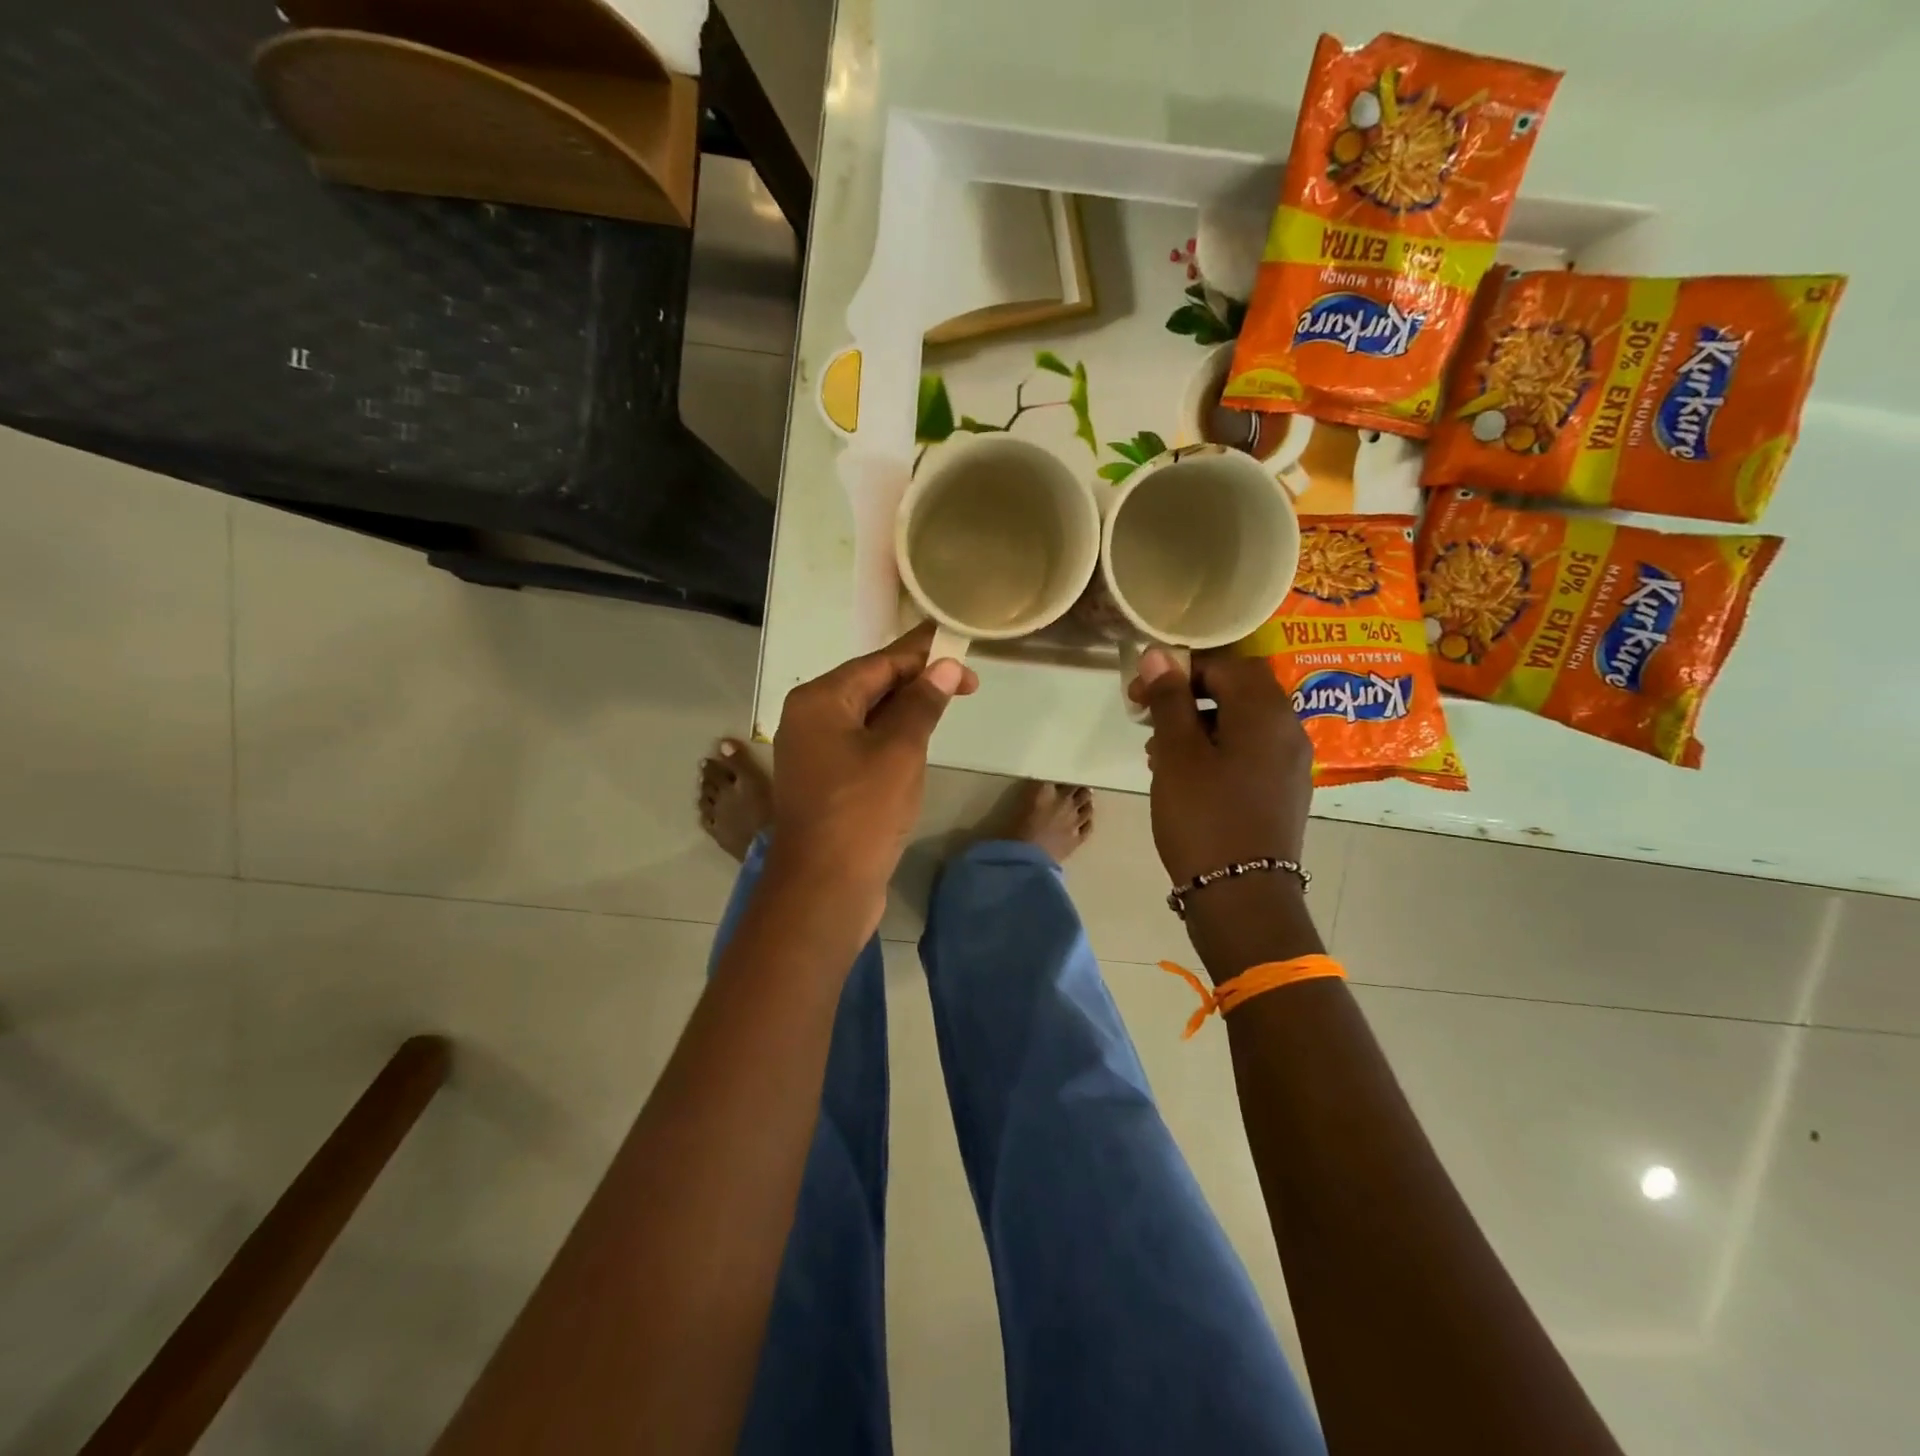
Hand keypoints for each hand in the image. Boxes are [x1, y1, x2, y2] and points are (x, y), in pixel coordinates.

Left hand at [769, 623, 978, 916]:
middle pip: (870, 685)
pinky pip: (862, 744)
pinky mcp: (824, 781)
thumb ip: (921, 704)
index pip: (880, 662)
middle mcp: (810, 718)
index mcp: (820, 700)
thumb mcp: (900, 751)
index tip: (963, 649)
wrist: (823, 889)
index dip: (924, 654)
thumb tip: (944, 666)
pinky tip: (917, 742)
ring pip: (867, 717)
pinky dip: (891, 738)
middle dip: (917, 681)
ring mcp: (813, 751)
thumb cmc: (862, 812)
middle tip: (966, 685)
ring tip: (947, 706)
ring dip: (906, 710)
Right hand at [1129, 647, 1313, 886]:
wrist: (1242, 895)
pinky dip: (1217, 750)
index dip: (1179, 669)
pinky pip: (1249, 752)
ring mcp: (1290, 763)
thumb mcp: (1177, 753)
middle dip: (1188, 696)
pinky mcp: (1284, 791)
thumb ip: (1169, 699)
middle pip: (1237, 690)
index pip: (1224, 663)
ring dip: (1199, 725)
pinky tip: (1185, 776)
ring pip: (1241, 722)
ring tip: (1159, 752)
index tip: (1139, 692)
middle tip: (1148, 719)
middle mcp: (1288, 729)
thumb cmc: (1204, 815)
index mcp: (1265, 711)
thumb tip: (1159, 654)